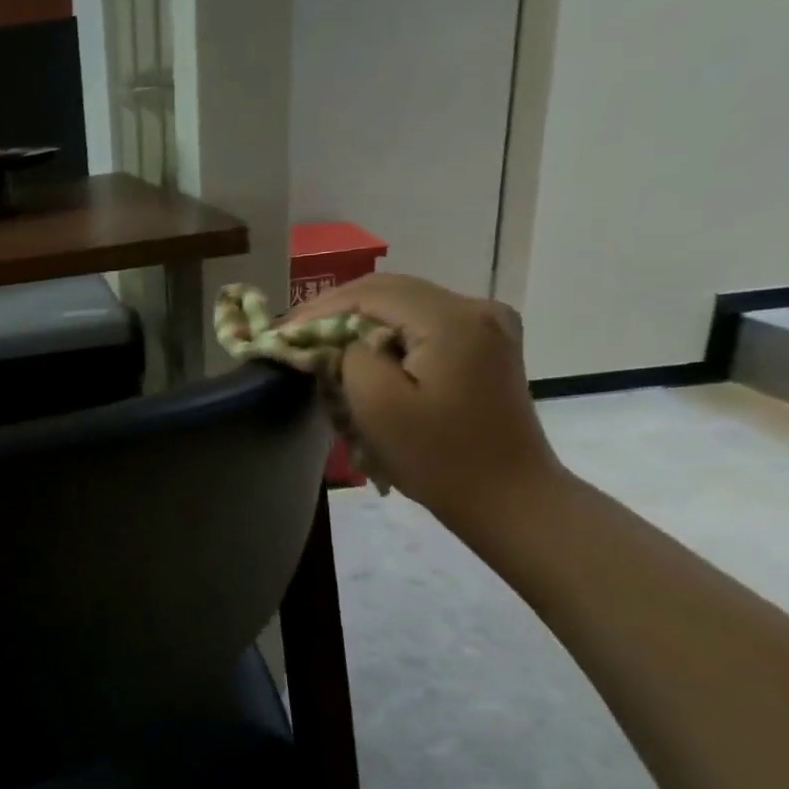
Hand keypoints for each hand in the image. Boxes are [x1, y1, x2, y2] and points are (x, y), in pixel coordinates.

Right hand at [288, 274, 562, 530]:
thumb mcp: (377, 405)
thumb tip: (342, 341)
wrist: (508, 498)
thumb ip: (349, 356)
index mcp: (452, 319)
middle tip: (292, 332)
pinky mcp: (485, 344)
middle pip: (389, 290)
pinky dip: (385, 330)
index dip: (318, 309)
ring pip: (404, 303)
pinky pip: (422, 322)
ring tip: (318, 340)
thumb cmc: (438, 456)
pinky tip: (360, 349)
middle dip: (334, 309)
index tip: (279, 331)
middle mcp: (475, 308)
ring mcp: (486, 324)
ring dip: (358, 318)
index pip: (369, 294)